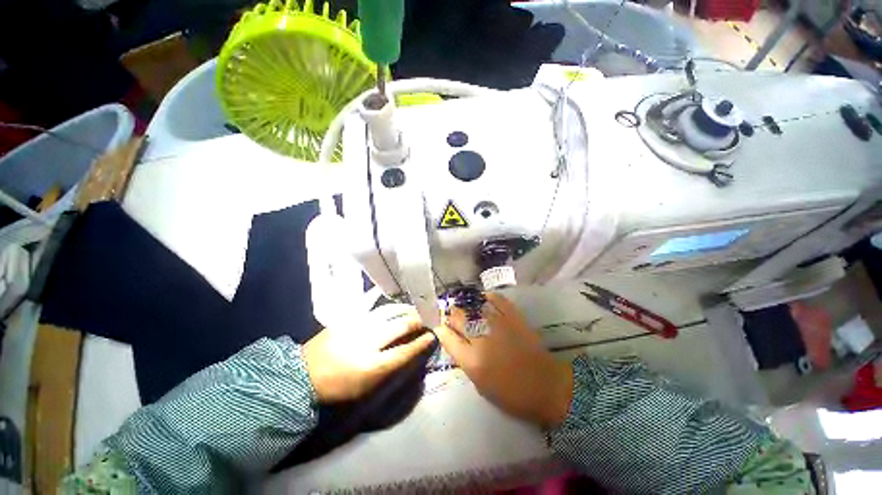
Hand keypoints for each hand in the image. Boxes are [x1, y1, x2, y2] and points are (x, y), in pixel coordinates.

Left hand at [303, 304, 435, 402]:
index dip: (421, 343)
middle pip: (400, 326)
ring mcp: (357, 325)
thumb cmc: (338, 387)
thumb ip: (391, 368)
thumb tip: (411, 350)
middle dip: (416, 321)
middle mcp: (367, 342)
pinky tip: (391, 296)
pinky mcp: (347, 317)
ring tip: (413, 309)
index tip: (432, 335)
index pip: (405, 351)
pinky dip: (383, 299)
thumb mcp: (367, 388)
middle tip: (426, 319)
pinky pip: (369, 303)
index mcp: (372, 366)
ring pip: (389, 311)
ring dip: (404, 310)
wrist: (303, 376)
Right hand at [434, 293, 572, 427]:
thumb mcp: (480, 384)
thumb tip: (452, 339)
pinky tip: (482, 299)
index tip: (441, 328)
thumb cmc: (511, 392)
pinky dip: (487, 297)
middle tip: (453, 318)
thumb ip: (463, 359)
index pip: (447, 337)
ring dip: (465, 307)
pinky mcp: (513, 316)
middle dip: (451, 316)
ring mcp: (498, 323)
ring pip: (473, 306)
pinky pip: (495, 299)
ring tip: (466, 309)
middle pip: (457, 317)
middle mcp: (481, 338)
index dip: (441, 330)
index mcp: (472, 360)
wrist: (545, 385)